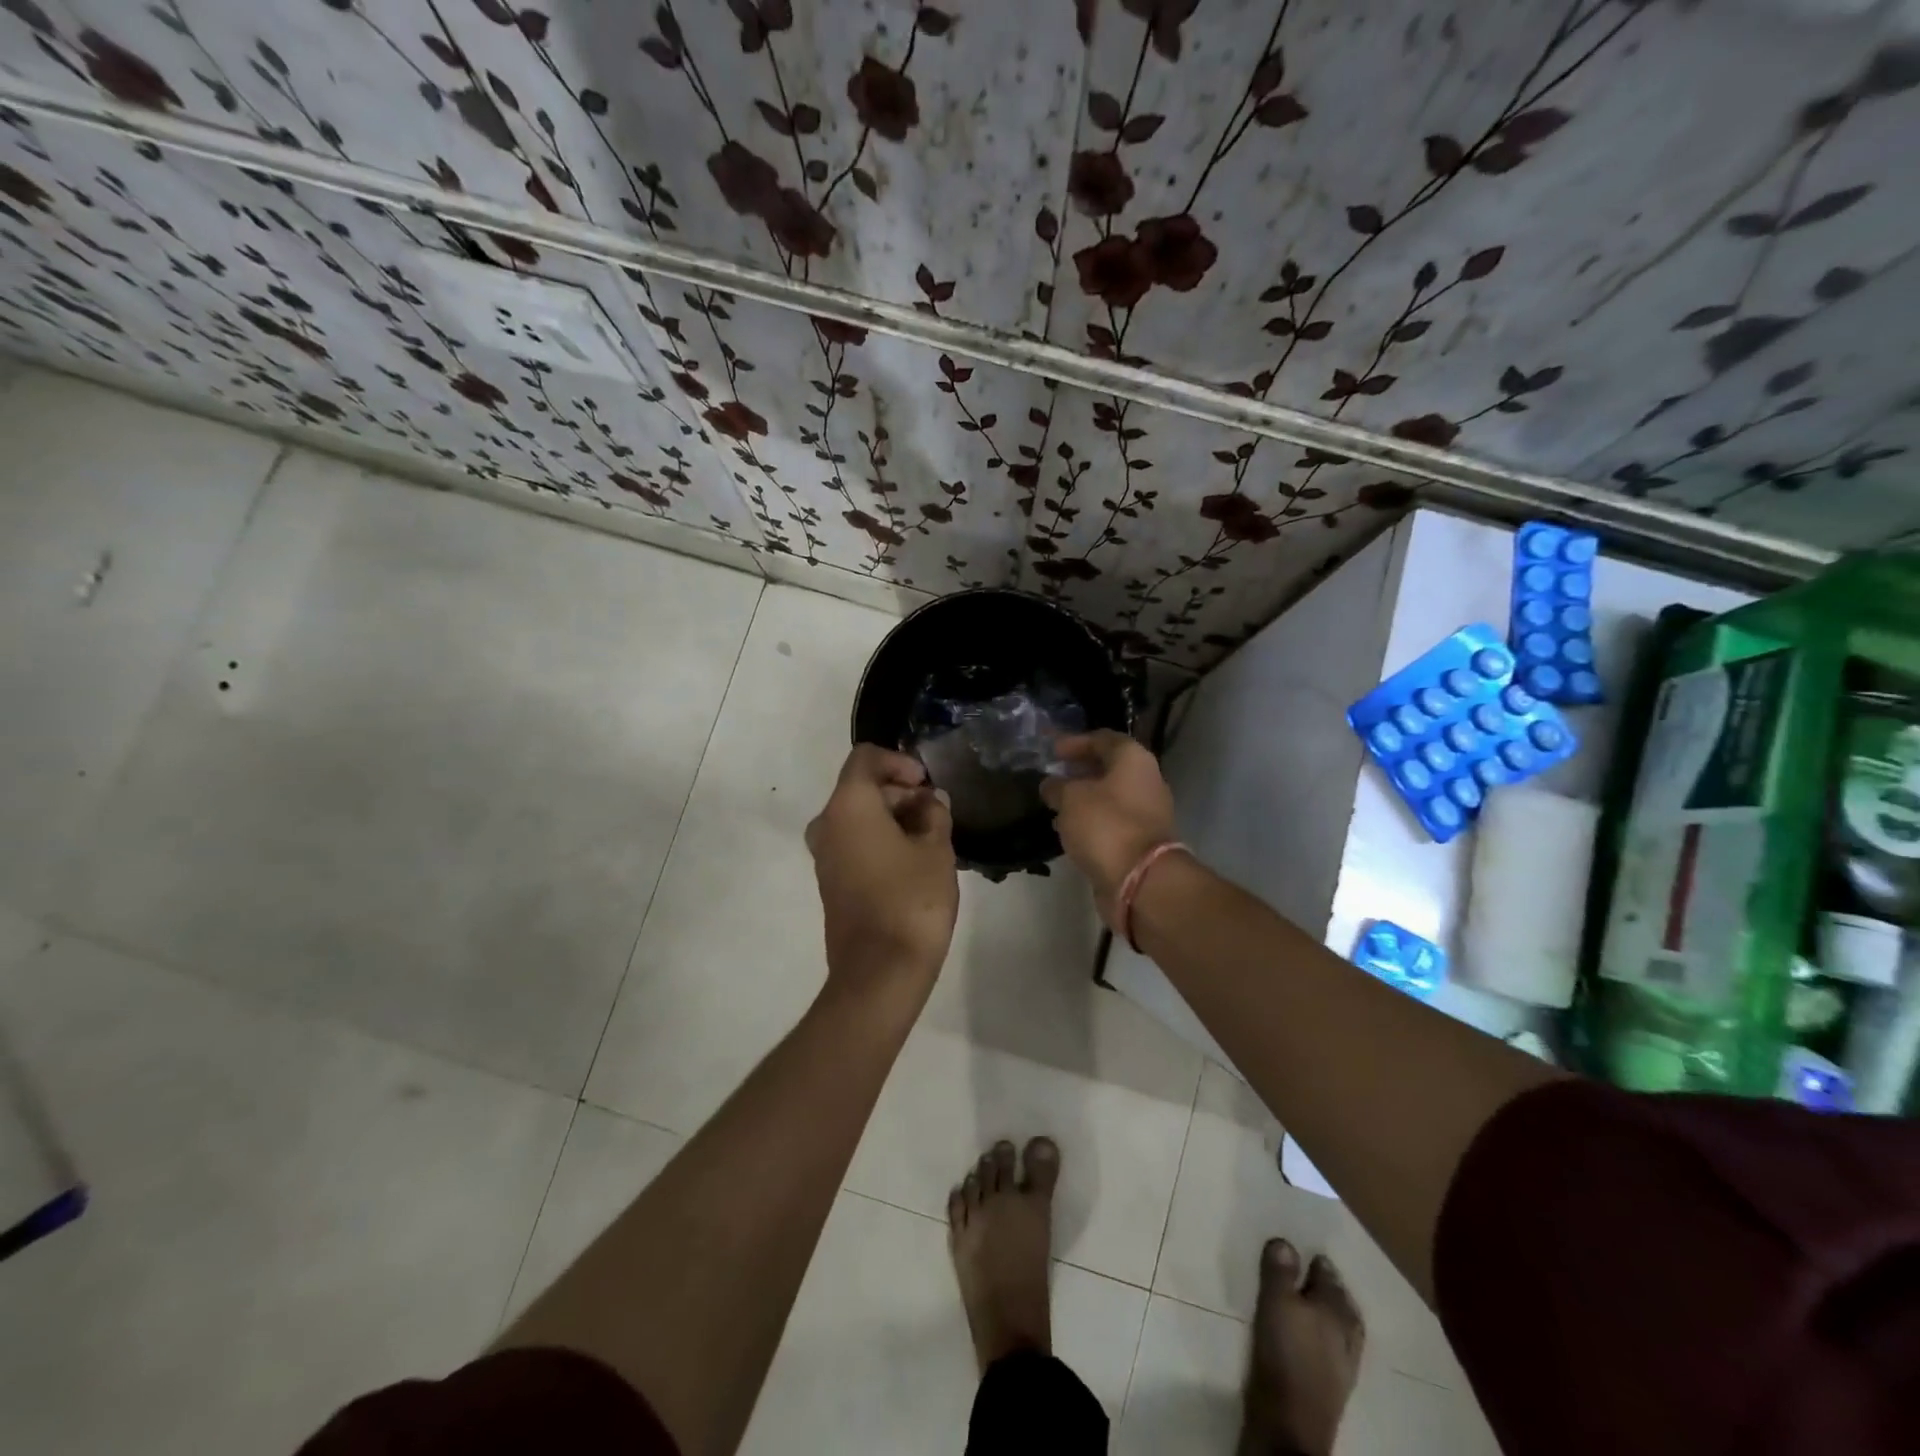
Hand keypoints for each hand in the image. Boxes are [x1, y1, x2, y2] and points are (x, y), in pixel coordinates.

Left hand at [807, 744, 958, 1005]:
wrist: (879, 972)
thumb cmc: (912, 901)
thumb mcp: (937, 850)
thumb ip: (935, 814)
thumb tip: (931, 801)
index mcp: (849, 805)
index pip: (866, 757)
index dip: (900, 762)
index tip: (927, 784)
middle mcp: (827, 823)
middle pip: (861, 787)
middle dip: (900, 792)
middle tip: (937, 813)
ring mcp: (824, 855)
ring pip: (858, 816)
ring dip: (893, 817)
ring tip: (931, 837)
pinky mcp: (830, 881)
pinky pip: (853, 842)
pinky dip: (880, 839)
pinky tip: (912, 860)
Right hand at [1041, 731, 1178, 930]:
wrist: (1141, 880)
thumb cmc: (1105, 825)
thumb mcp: (1070, 799)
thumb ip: (1057, 786)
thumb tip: (1051, 784)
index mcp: (1133, 760)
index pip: (1103, 738)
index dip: (1075, 742)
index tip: (1052, 750)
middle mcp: (1146, 780)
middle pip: (1109, 767)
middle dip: (1079, 771)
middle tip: (1053, 775)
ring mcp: (1147, 813)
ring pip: (1110, 797)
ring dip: (1083, 798)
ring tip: (1055, 804)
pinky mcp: (1140, 841)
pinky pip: (1111, 822)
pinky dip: (1091, 821)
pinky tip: (1068, 829)